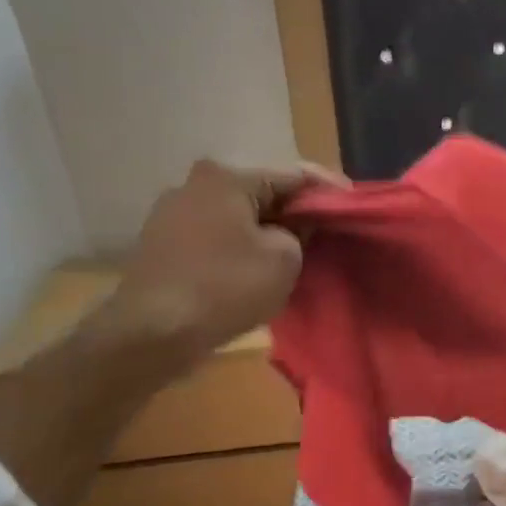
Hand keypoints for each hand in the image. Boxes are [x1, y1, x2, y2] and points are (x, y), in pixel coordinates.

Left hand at [98, 159, 344, 366]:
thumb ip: (300, 233)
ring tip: (295, 253)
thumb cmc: (225, 287)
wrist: (153, 331)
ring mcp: (173, 214)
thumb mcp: (283, 259)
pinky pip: (216, 237)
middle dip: (294, 212)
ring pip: (237, 217)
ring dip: (266, 231)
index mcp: (226, 178)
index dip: (327, 189)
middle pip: (261, 193)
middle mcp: (195, 185)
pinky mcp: (163, 244)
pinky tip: (257, 268)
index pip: (292, 175)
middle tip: (325, 231)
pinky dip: (240, 247)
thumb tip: (293, 228)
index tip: (352, 203)